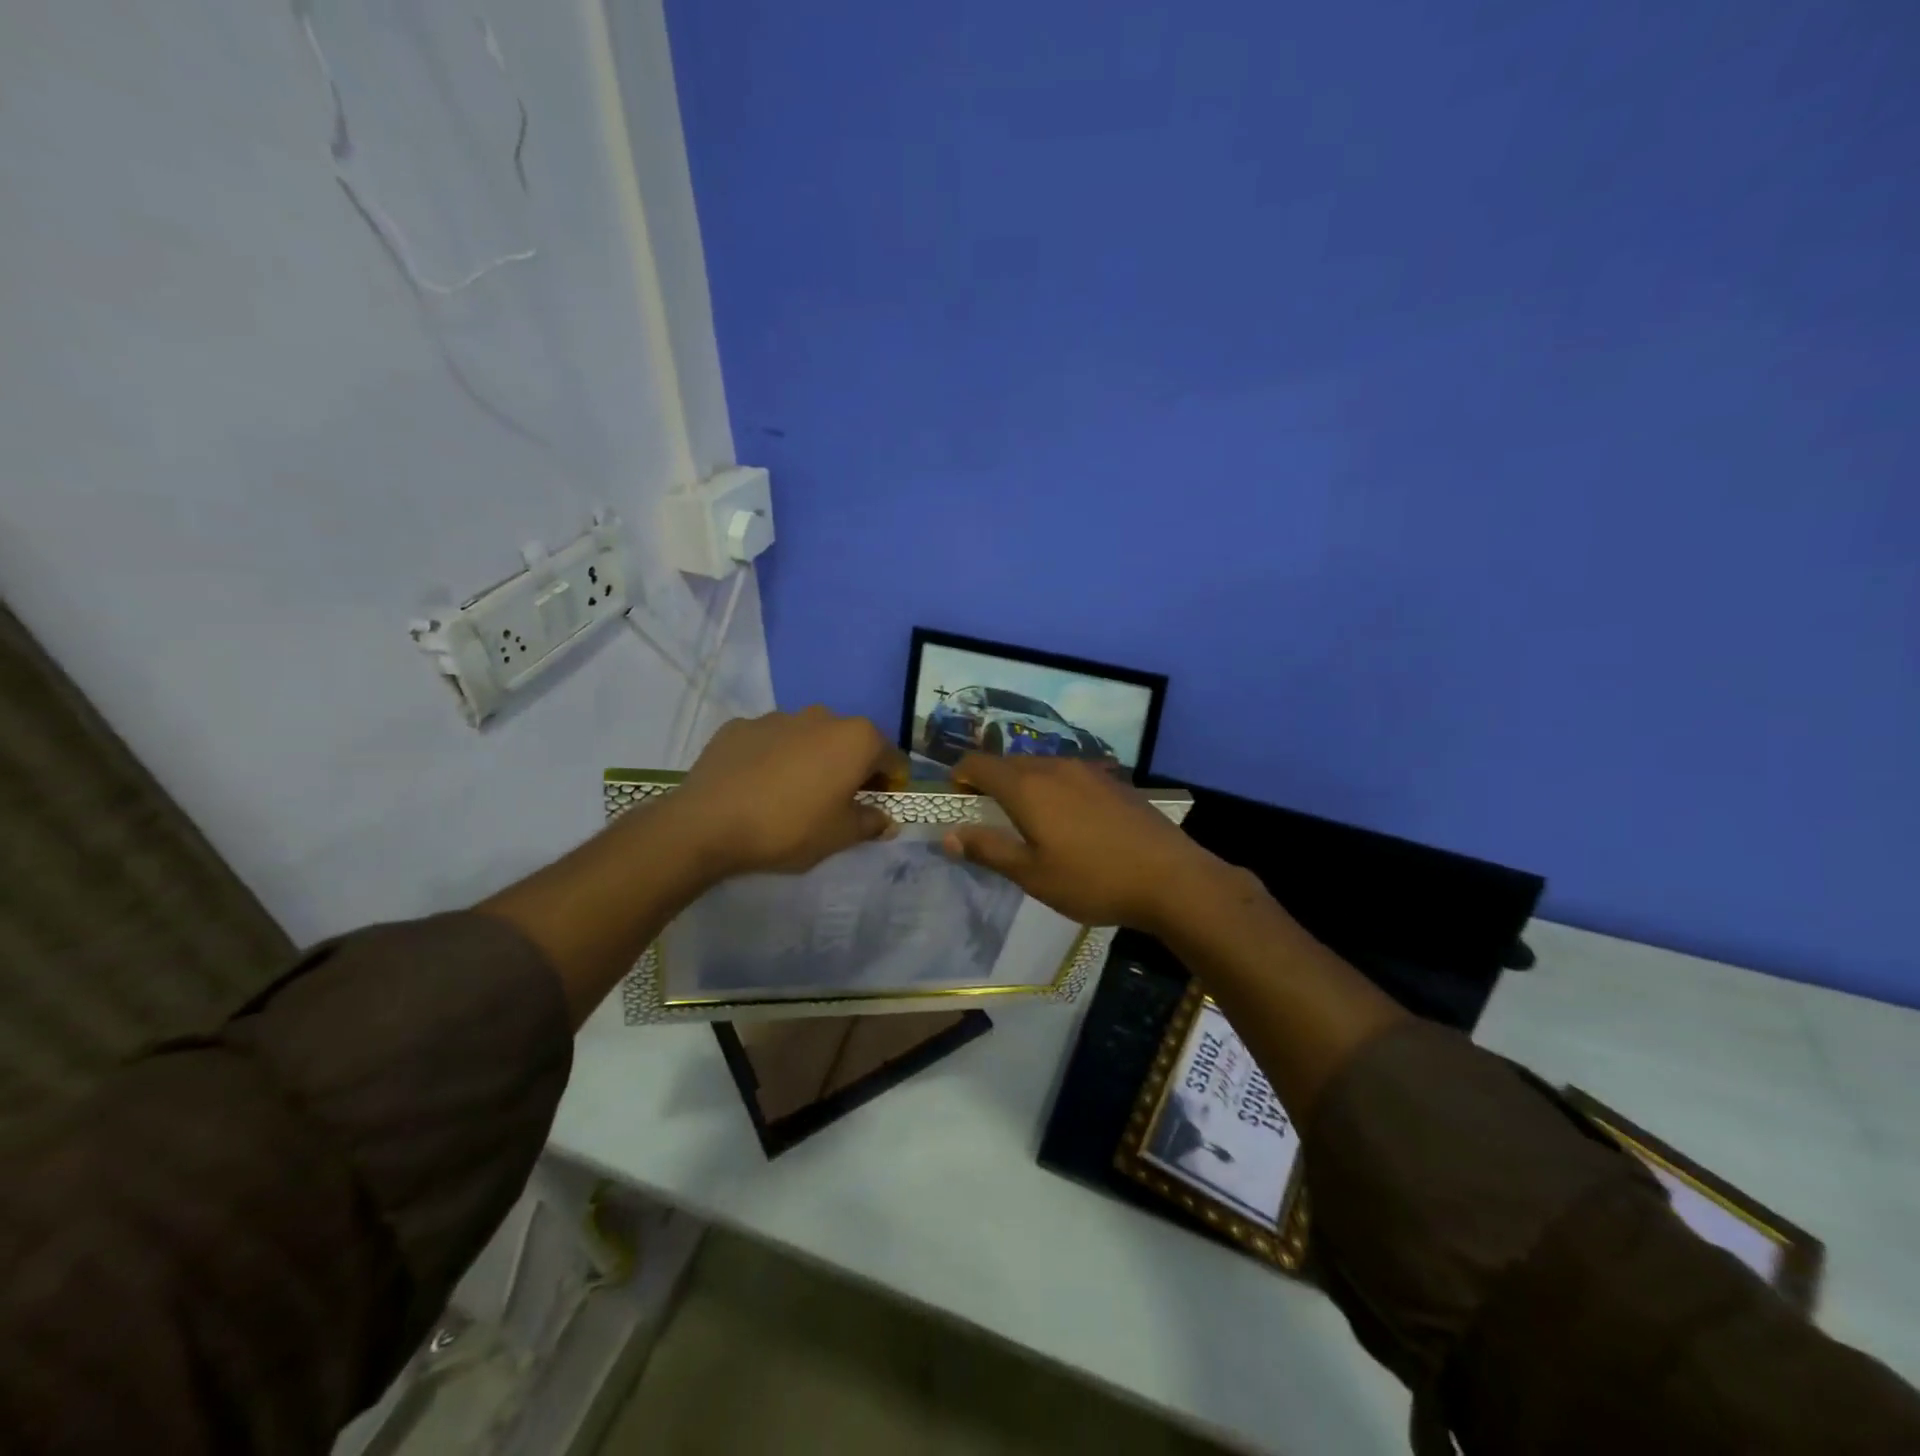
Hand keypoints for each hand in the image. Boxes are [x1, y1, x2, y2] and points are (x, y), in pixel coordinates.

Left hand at [675, 708, 908, 879]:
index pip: (891, 758)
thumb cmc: (790, 828)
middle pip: (850, 742)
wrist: (708, 823)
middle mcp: (822, 716)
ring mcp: (778, 717)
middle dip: (851, 767)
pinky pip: (770, 741)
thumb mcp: (840, 836)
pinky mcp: (740, 726)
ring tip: (793, 793)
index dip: (891, 783)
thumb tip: (886, 820)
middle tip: (837, 801)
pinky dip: (773, 758)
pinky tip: (758, 786)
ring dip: (811, 759)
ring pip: (809, 737)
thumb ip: (871, 823)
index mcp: (856, 739)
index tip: (879, 805)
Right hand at [943, 755, 1222, 931]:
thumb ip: (988, 850)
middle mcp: (1054, 767)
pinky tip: (1070, 820)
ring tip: (1029, 820)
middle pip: (1009, 762)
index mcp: (1027, 786)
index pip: (979, 762)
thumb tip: (949, 835)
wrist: (1171, 878)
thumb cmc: (1093, 880)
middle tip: (989, 816)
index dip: (960, 775)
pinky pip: (1069, 774)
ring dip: (1024, 784)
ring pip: (1041, 766)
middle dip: (991, 781)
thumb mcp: (1032, 874)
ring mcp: (1088, 770)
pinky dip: (1054, 788)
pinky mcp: (1112, 780)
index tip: (956, 798)